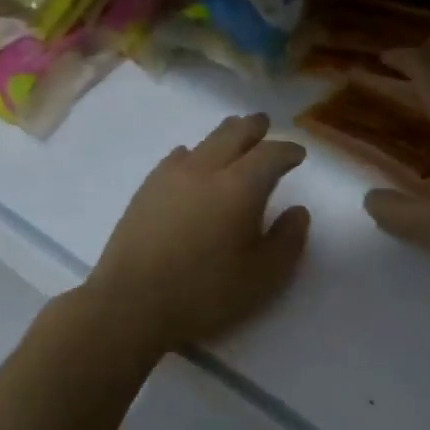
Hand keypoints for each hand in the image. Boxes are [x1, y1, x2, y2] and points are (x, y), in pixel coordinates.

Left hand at [85, 113, 310, 350]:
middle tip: (266, 125)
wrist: (130, 304)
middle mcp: (207, 170)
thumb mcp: (263, 277)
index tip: (298, 154)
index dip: (288, 151)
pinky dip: (194, 153)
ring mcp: (171, 176)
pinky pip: (177, 157)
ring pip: (205, 141)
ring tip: (234, 136)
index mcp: (240, 187)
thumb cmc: (205, 293)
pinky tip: (191, 162)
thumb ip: (288, 240)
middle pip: (235, 133)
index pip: (271, 154)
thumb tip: (297, 211)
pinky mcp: (147, 189)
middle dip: (254, 127)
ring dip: (225, 135)